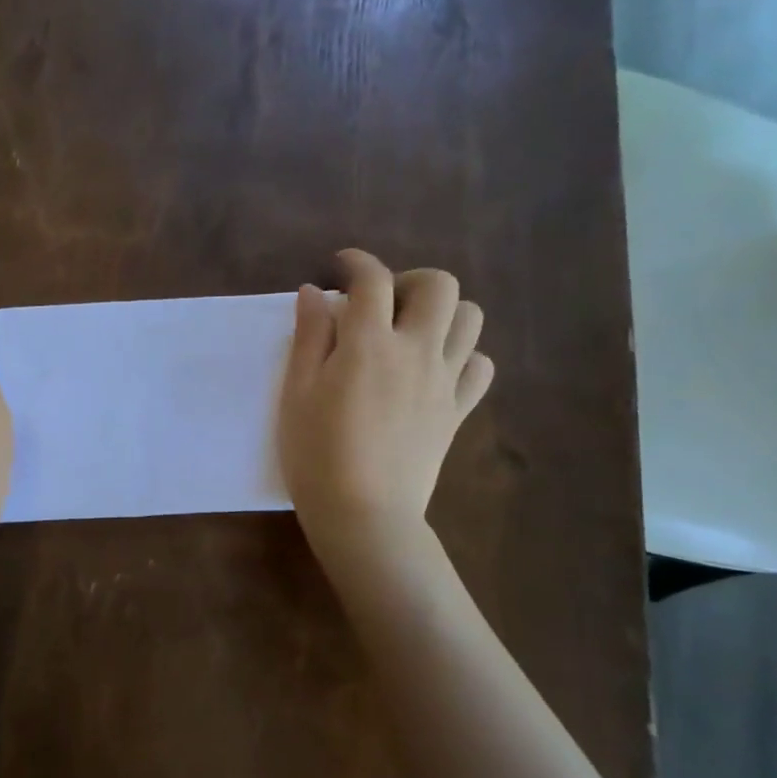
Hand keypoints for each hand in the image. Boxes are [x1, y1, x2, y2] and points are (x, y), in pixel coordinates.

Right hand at [278, 250, 493, 573]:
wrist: (363, 514)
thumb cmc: (315, 454)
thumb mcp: (295, 393)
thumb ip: (308, 337)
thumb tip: (313, 293)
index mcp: (368, 344)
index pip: (372, 280)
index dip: (356, 262)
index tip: (340, 266)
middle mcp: (415, 351)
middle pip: (439, 286)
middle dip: (409, 280)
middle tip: (382, 303)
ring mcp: (444, 381)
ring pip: (471, 319)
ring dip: (442, 313)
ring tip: (411, 332)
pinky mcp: (457, 411)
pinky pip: (481, 367)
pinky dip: (463, 356)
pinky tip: (435, 369)